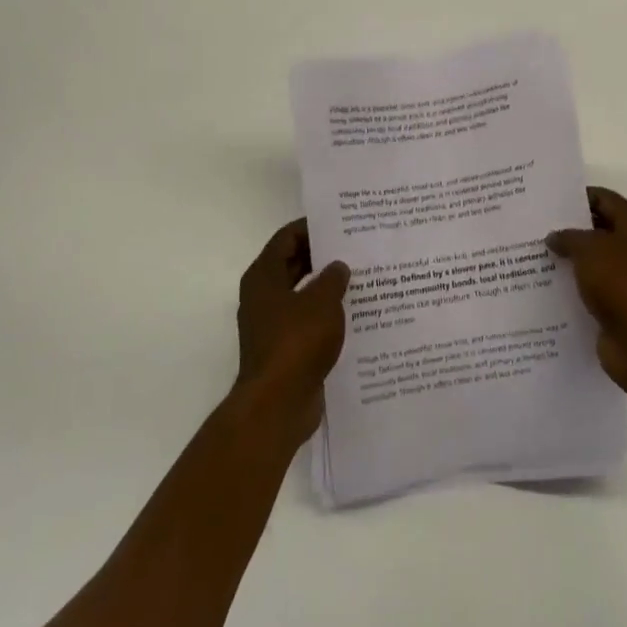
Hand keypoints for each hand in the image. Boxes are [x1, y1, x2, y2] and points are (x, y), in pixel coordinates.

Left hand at [234, 219, 349, 443]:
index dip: (311, 227)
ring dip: (327, 287)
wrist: (278, 404)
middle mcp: (263, 296)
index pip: (286, 238)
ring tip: (362, 278)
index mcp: (264, 277)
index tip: (341, 222)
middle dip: (323, 256)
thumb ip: (333, 278)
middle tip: (357, 247)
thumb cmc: (296, 342)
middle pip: (294, 264)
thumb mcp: (322, 302)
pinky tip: (356, 314)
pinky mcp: (285, 348)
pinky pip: (308, 321)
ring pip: (302, 294)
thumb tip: (338, 266)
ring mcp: (272, 324)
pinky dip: (327, 314)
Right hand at [547, 187, 626, 393]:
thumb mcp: (590, 249)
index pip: (605, 198)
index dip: (577, 196)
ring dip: (570, 257)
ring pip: (594, 259)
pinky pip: (592, 286)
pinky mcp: (620, 303)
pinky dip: (574, 283)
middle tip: (536, 226)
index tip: (548, 200)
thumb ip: (569, 237)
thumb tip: (555, 237)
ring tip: (536, 253)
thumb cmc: (621, 284)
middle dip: (570, 228)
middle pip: (600, 228)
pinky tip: (547, 283)